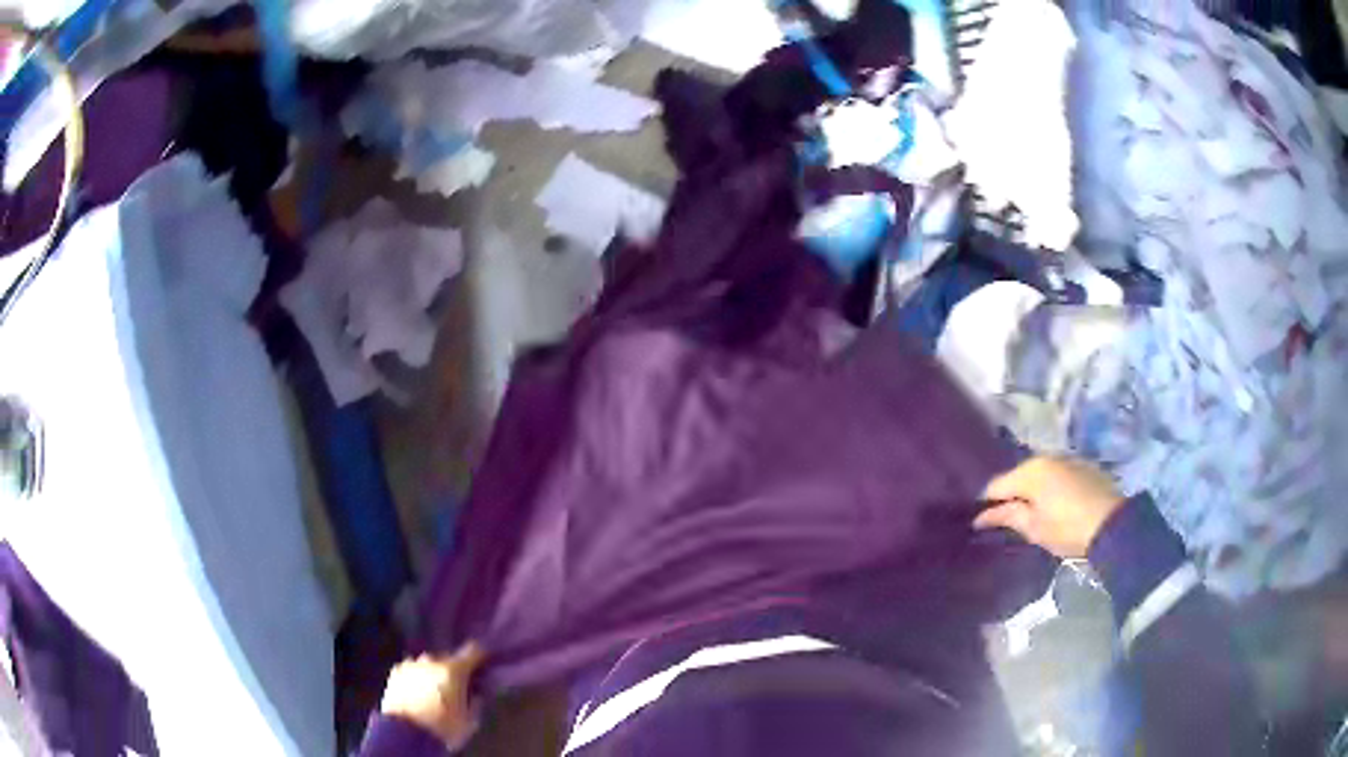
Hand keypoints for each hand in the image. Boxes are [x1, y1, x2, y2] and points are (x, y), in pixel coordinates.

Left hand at [380, 643, 485, 749]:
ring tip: (435, 692)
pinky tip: (418, 693)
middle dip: (455, 670)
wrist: (406, 734)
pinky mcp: (395, 672)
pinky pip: (412, 670)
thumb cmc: (443, 727)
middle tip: (458, 687)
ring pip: (429, 664)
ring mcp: (411, 664)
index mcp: (454, 670)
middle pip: (449, 659)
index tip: (485, 663)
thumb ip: (475, 701)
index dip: (481, 655)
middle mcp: (432, 661)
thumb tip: (476, 693)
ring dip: (434, 673)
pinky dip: (418, 678)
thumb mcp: (470, 720)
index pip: (473, 651)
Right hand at [974, 456, 1124, 558]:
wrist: (1112, 524)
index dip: (986, 503)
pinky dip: (1050, 488)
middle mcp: (1047, 457)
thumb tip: (981, 516)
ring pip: (1040, 474)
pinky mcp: (1083, 467)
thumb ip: (1007, 517)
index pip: (997, 485)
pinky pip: (1057, 475)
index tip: (980, 521)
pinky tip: (1053, 504)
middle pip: (1019, 476)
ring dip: (1032, 490)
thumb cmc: (1067, 528)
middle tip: (1004, 519)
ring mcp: (1067, 459)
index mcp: (1030, 471)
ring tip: (1029, 512)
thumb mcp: (1034, 528)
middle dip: (1010, 494)